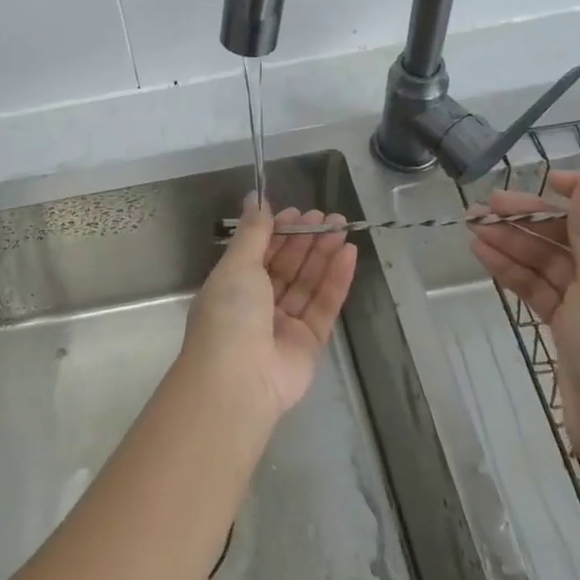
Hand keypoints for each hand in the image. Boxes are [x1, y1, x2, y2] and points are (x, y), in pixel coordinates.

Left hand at [183, 196, 357, 420]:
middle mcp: (257, 305)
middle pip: (287, 266)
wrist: (238, 381)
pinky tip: (349, 255)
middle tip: (328, 217)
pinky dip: (336, 280)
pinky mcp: (309, 343)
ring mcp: (284, 325)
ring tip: (342, 228)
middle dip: (306, 240)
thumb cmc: (229, 315)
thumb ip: (252, 232)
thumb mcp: (237, 265)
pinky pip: (324, 305)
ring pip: (307, 283)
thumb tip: (255, 198)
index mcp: (233, 286)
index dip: (278, 231)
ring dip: (324, 255)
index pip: (260, 252)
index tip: (297, 212)